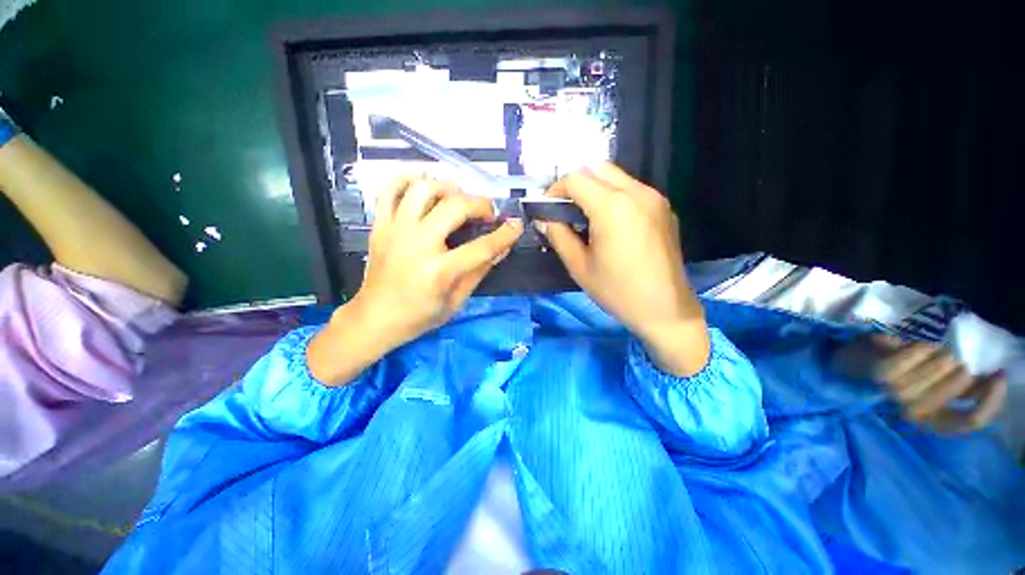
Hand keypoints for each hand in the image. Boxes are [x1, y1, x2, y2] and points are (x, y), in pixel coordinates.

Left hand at [308, 175, 522, 384]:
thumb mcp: (456, 301)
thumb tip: (503, 249)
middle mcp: (416, 244)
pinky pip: (390, 189)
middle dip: (480, 204)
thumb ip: (480, 272)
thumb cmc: (419, 316)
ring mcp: (395, 230)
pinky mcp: (380, 225)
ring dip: (448, 187)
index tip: (516, 225)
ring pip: (423, 188)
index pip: (481, 247)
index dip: (505, 235)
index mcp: (438, 272)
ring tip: (459, 198)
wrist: (375, 318)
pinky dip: (408, 178)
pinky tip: (424, 183)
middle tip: (487, 214)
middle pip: (455, 207)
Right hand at [537, 163, 708, 375]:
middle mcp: (637, 193)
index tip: (548, 209)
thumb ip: (558, 235)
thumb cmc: (617, 291)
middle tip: (565, 211)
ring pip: (616, 176)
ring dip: (594, 189)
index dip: (555, 190)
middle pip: (597, 169)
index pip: (576, 178)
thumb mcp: (579, 266)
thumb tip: (544, 219)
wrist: (665, 309)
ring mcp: (654, 198)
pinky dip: (613, 196)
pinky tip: (610, 223)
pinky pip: (632, 189)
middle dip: (575, 185)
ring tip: (586, 218)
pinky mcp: (664, 208)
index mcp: (613, 207)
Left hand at [833, 335, 1007, 432]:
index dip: (989, 403)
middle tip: (956, 358)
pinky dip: (917, 352)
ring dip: (941, 360)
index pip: (968, 422)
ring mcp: (891, 396)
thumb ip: (963, 386)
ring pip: (929, 379)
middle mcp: (911, 414)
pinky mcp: (875, 377)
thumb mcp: (935, 383)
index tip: (1000, 375)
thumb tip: (994, 377)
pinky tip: (923, 345)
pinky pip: (901, 365)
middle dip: (960, 373)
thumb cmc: (898, 371)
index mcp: (930, 419)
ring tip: (939, 349)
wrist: (848, 361)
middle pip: (951, 394)